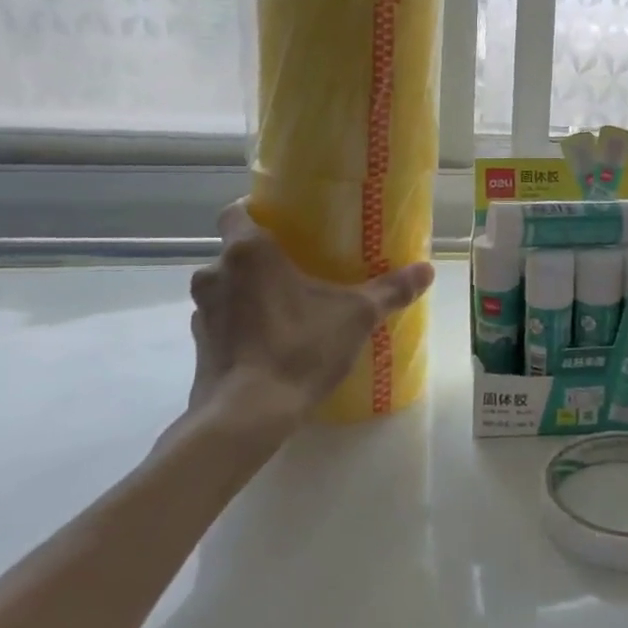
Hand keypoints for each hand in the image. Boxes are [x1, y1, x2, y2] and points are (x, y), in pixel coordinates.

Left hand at [183, 200, 434, 446]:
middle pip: (235, 252)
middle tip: (299, 269)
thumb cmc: (298, 348)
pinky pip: (223, 322)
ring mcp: (202, 312)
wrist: (246, 415)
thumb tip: (427, 270)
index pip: (236, 212)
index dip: (257, 213)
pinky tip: (271, 342)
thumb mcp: (355, 316)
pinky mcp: (200, 346)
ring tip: (288, 308)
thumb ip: (390, 290)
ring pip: (227, 288)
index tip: (284, 224)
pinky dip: (242, 325)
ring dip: (250, 293)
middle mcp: (215, 274)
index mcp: (248, 252)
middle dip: (262, 259)